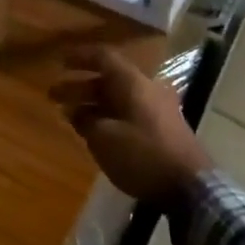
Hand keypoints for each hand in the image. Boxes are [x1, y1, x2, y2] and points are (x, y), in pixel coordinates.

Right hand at [49, 47, 211, 203]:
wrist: (191, 187)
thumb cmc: (144, 155)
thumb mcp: (105, 139)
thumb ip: (86, 122)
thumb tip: (75, 112)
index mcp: (133, 83)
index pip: (104, 57)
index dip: (80, 57)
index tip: (60, 62)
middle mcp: (146, 89)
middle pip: (109, 80)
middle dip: (80, 86)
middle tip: (54, 95)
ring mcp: (158, 109)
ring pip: (118, 98)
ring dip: (93, 104)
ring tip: (70, 116)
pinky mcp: (163, 129)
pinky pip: (129, 113)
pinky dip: (108, 117)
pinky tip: (95, 133)